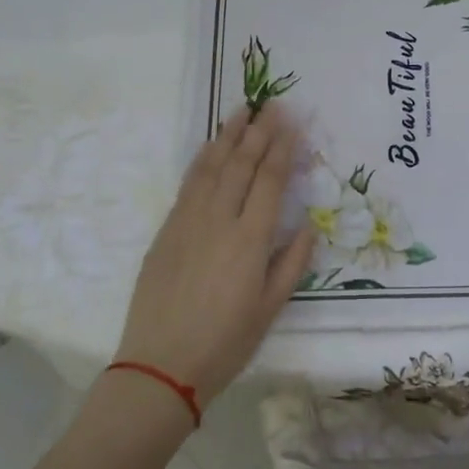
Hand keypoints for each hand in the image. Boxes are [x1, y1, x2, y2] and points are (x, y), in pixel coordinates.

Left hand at [116, 106, 314, 404]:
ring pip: (211, 168)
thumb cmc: (225, 343)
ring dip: (228, 136)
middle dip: (258, 131)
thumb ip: (292, 263)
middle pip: (241, 165)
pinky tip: (211, 148)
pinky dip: (202, 160)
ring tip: (241, 111)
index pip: (270, 180)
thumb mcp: (271, 308)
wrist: (160, 365)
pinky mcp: (166, 230)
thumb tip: (308, 226)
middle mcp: (219, 220)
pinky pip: (188, 184)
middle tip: (271, 104)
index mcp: (250, 239)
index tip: (291, 121)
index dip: (282, 148)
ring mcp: (188, 222)